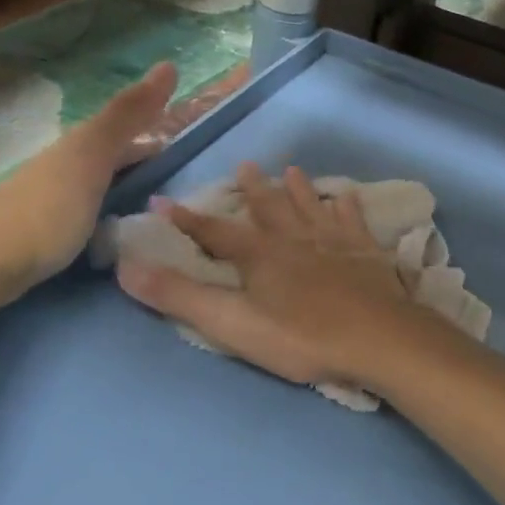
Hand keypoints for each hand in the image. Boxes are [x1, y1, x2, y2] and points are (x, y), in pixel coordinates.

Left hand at [0, 62, 176, 305]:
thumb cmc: (45, 211)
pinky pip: (83, 216)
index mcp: (74, 148)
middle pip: (105, 156)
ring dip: (121, 188)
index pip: (120, 129)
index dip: (150, 127)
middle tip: (173, 172)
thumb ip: (126, 117)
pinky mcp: (38, 238)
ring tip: (151, 206)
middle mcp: (58, 169)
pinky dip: (104, 216)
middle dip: (136, 158)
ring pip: (93, 186)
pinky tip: (111, 235)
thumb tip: (168, 64)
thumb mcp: (91, 157)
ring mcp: (45, 204)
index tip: (181, 137)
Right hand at [117, 163, 429, 388]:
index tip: (162, 201)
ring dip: (298, 189)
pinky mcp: (366, 252)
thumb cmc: (301, 337)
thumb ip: (180, 297)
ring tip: (291, 170)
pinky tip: (347, 196)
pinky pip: (353, 220)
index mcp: (259, 255)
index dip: (186, 219)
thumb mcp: (232, 324)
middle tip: (245, 166)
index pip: (214, 232)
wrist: (377, 338)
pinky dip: (347, 206)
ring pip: (310, 206)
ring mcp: (334, 241)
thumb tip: (127, 268)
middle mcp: (294, 238)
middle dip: (252, 190)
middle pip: (268, 208)